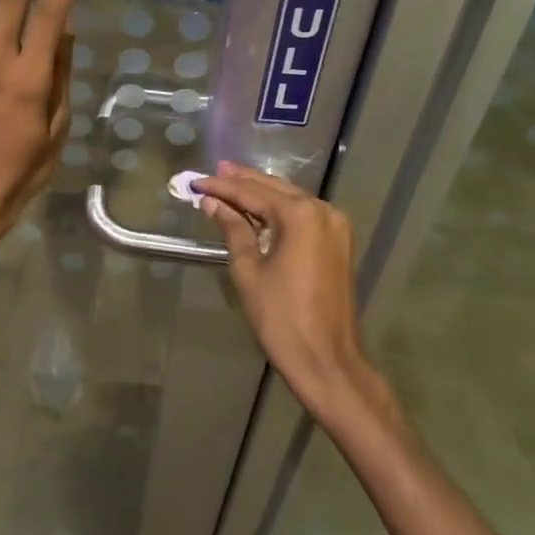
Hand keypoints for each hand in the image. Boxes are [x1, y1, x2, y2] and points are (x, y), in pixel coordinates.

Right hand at [196, 163, 368, 411]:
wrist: (326, 360)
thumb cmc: (281, 317)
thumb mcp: (249, 270)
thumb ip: (233, 229)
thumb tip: (213, 203)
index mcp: (300, 215)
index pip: (252, 192)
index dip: (222, 187)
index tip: (196, 182)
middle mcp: (323, 211)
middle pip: (275, 189)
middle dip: (242, 182)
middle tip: (213, 173)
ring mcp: (335, 226)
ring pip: (291, 199)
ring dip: (261, 193)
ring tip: (230, 184)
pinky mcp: (338, 243)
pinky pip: (304, 215)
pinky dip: (279, 209)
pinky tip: (258, 209)